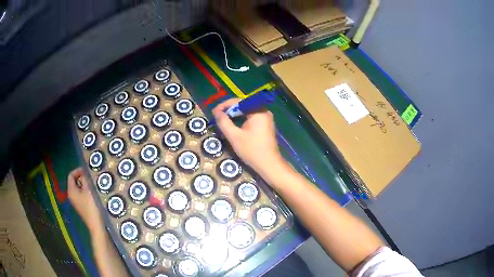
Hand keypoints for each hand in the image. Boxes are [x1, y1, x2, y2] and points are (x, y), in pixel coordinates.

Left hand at [67, 168, 103, 234]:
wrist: (98, 227)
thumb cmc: (92, 207)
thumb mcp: (88, 190)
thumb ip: (85, 179)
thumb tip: (85, 173)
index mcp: (71, 191)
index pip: (71, 175)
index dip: (78, 170)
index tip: (87, 170)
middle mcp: (72, 196)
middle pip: (76, 182)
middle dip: (84, 178)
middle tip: (93, 178)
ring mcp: (78, 203)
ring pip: (81, 189)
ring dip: (87, 186)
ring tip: (96, 185)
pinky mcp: (84, 208)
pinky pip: (84, 196)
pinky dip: (89, 193)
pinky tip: (96, 194)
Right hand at [212, 98, 283, 174]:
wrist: (269, 165)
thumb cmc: (252, 150)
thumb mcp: (234, 136)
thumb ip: (224, 122)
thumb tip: (216, 112)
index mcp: (258, 111)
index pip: (238, 102)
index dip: (224, 105)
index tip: (214, 112)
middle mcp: (263, 111)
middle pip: (243, 106)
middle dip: (229, 111)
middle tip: (217, 117)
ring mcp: (266, 119)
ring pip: (246, 113)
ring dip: (234, 116)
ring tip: (223, 122)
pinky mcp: (265, 126)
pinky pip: (251, 118)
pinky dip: (241, 121)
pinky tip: (233, 127)